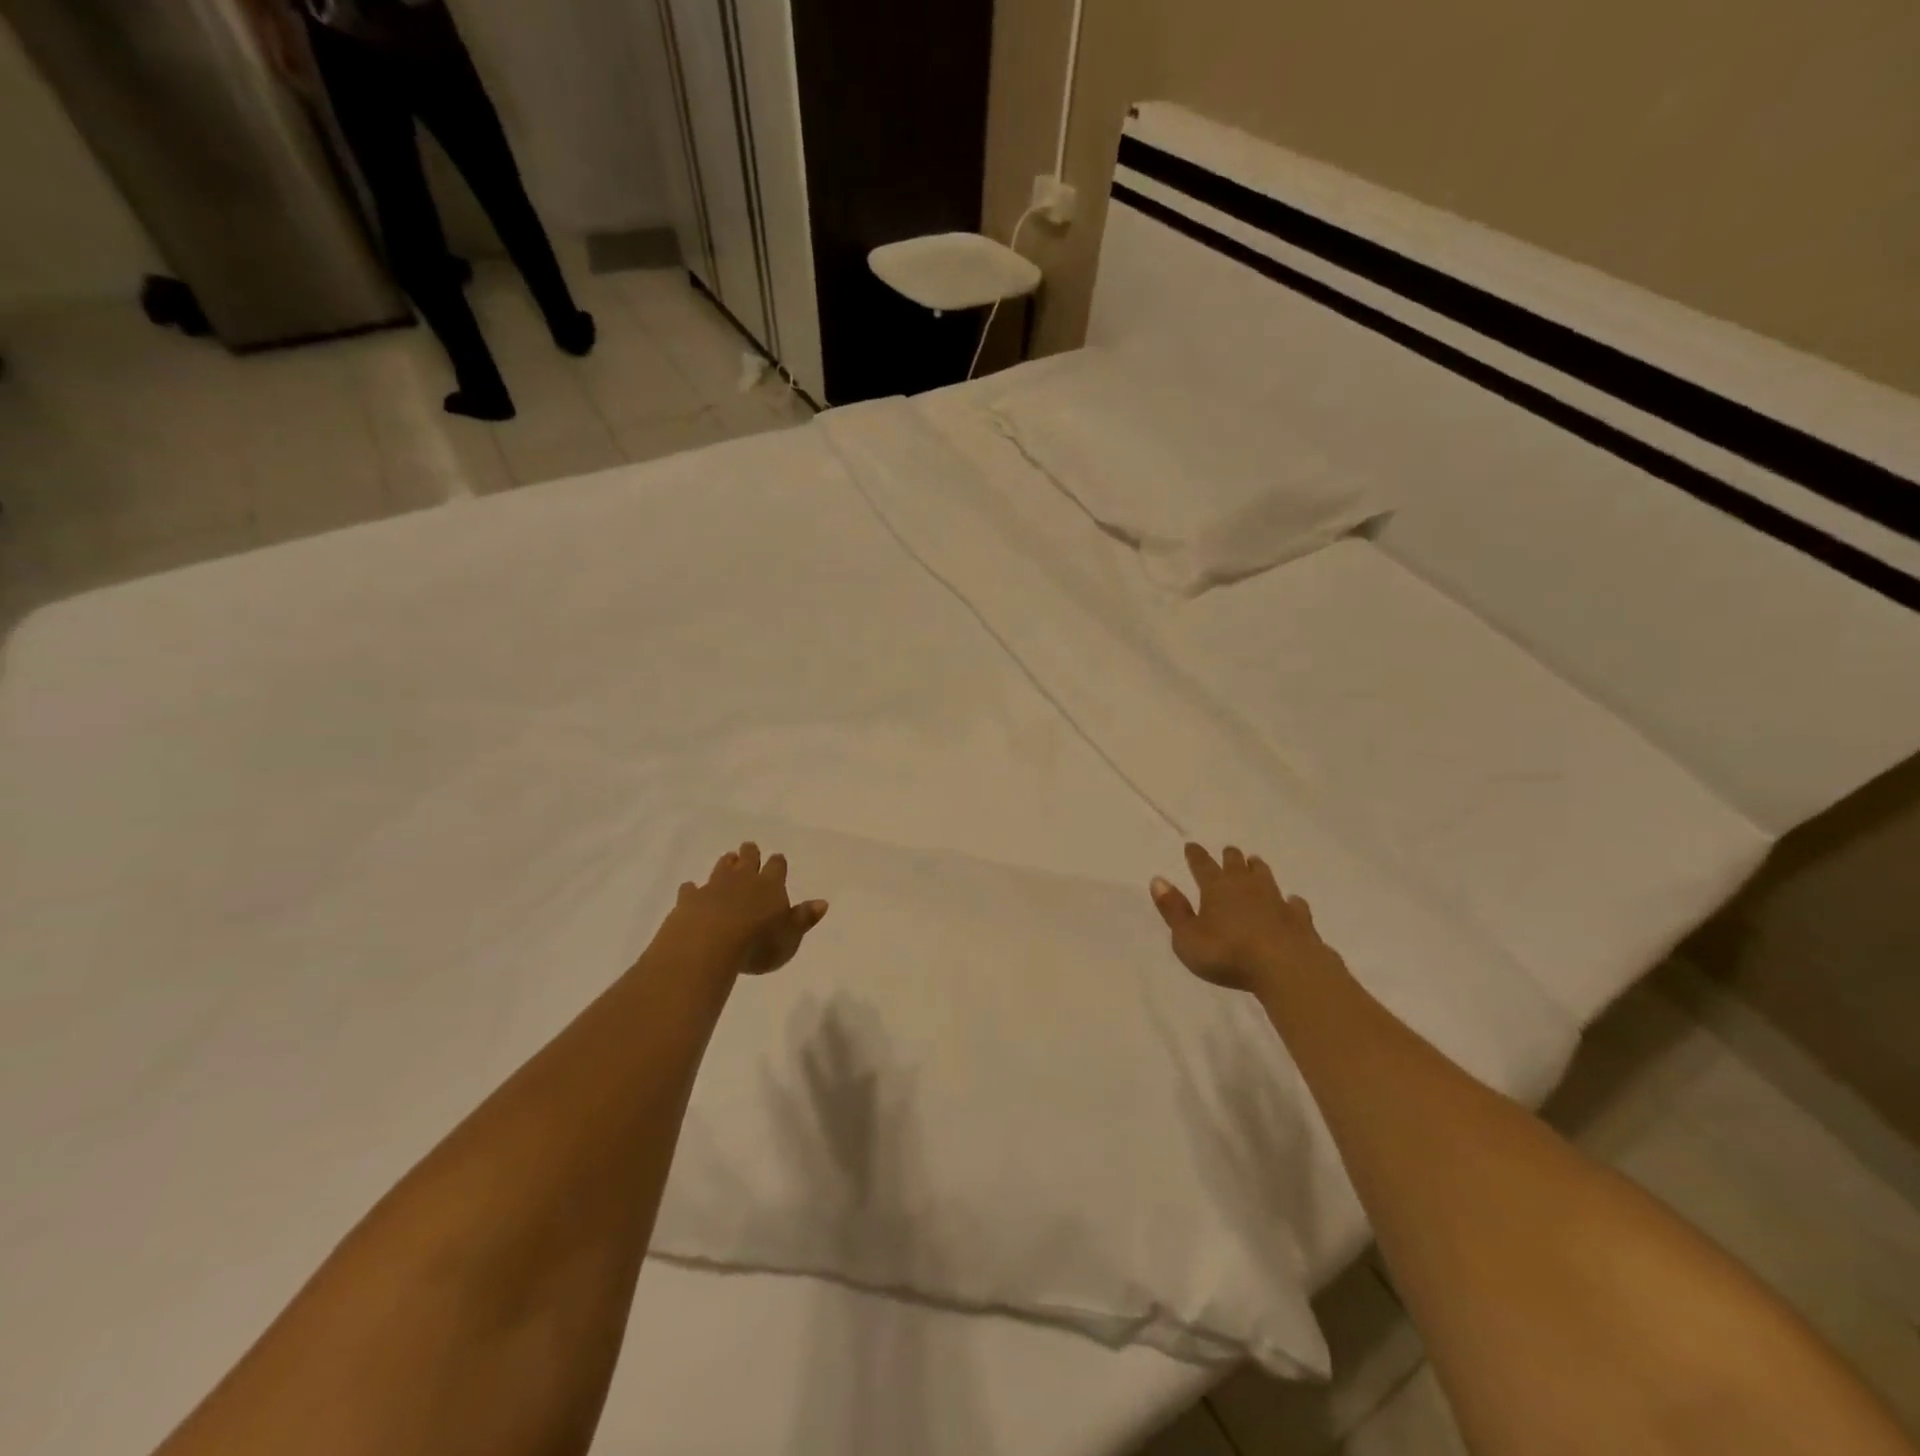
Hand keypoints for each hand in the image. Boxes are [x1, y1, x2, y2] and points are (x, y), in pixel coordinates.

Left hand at [652, 841, 827, 978]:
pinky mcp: (689, 900)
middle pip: (748, 859)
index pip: (777, 867)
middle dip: (750, 854)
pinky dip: (692, 889)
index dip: (778, 863)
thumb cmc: (758, 944)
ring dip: (725, 863)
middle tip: (749, 848)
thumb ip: (804, 919)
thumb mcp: (790, 937)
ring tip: (728, 859)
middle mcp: (742, 879)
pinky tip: (690, 890)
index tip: (777, 859)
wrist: (708, 945)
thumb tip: (823, 902)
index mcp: (770, 885)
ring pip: (721, 868)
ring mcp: (713, 887)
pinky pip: (690, 889)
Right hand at [1150, 842, 1341, 992]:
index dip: (1195, 856)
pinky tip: (1292, 900)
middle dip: (1230, 857)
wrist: (1285, 967)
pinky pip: (1294, 903)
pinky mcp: (1299, 919)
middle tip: (1229, 851)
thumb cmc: (1227, 953)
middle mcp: (1246, 887)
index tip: (1191, 845)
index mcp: (1216, 888)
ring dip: (1258, 869)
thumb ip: (1173, 910)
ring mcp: (1276, 900)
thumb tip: (1158, 880)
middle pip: (1236, 865)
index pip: (1202, 865)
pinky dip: (1291, 900)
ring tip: (1255, 862)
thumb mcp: (1187, 937)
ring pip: (1265, 876)